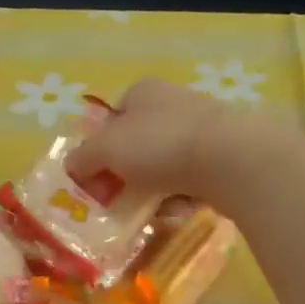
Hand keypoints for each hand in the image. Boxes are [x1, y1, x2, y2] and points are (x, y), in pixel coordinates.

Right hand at [67, 78, 259, 201]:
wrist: (232, 159)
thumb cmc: (159, 145)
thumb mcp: (106, 149)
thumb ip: (83, 157)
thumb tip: (72, 166)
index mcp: (143, 91)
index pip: (111, 117)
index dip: (98, 147)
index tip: (93, 177)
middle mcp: (173, 103)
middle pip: (137, 142)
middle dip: (124, 173)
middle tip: (115, 200)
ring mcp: (203, 128)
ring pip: (165, 163)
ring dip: (151, 188)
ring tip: (145, 211)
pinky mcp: (225, 155)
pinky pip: (192, 180)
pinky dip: (180, 196)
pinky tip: (176, 210)